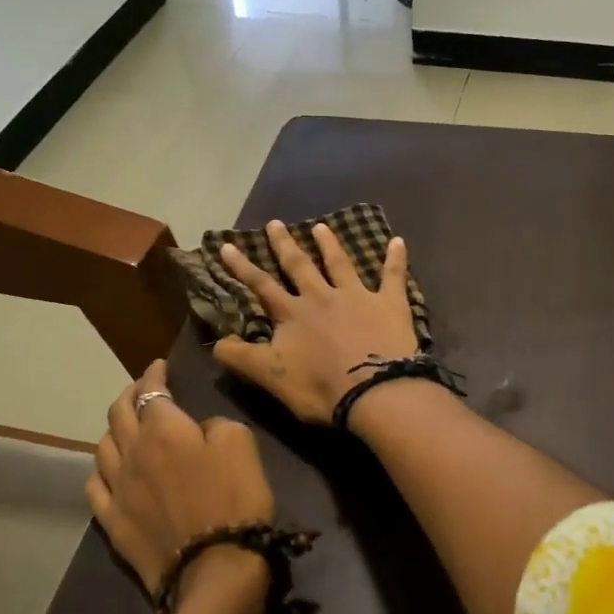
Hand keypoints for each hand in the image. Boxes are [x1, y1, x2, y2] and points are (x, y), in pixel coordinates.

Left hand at [86, 359, 276, 597]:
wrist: (214, 566)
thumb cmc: (235, 498)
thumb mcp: (241, 443)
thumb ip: (216, 424)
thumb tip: (199, 428)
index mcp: (164, 429)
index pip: (150, 391)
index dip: (154, 375)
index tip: (159, 366)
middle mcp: (132, 452)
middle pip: (118, 413)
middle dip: (130, 394)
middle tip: (142, 389)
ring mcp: (117, 488)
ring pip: (102, 446)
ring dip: (114, 429)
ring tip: (126, 426)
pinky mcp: (112, 521)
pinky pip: (95, 486)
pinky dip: (102, 469)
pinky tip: (109, 470)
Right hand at [214, 219, 419, 425]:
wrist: (375, 391)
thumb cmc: (320, 388)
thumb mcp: (271, 377)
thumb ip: (242, 357)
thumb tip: (216, 342)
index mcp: (293, 314)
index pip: (262, 286)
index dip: (243, 267)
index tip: (228, 245)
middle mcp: (322, 297)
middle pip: (300, 266)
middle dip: (285, 245)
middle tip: (275, 223)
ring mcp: (357, 296)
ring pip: (340, 264)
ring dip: (330, 244)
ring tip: (321, 226)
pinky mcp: (389, 303)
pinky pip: (393, 275)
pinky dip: (396, 258)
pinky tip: (398, 241)